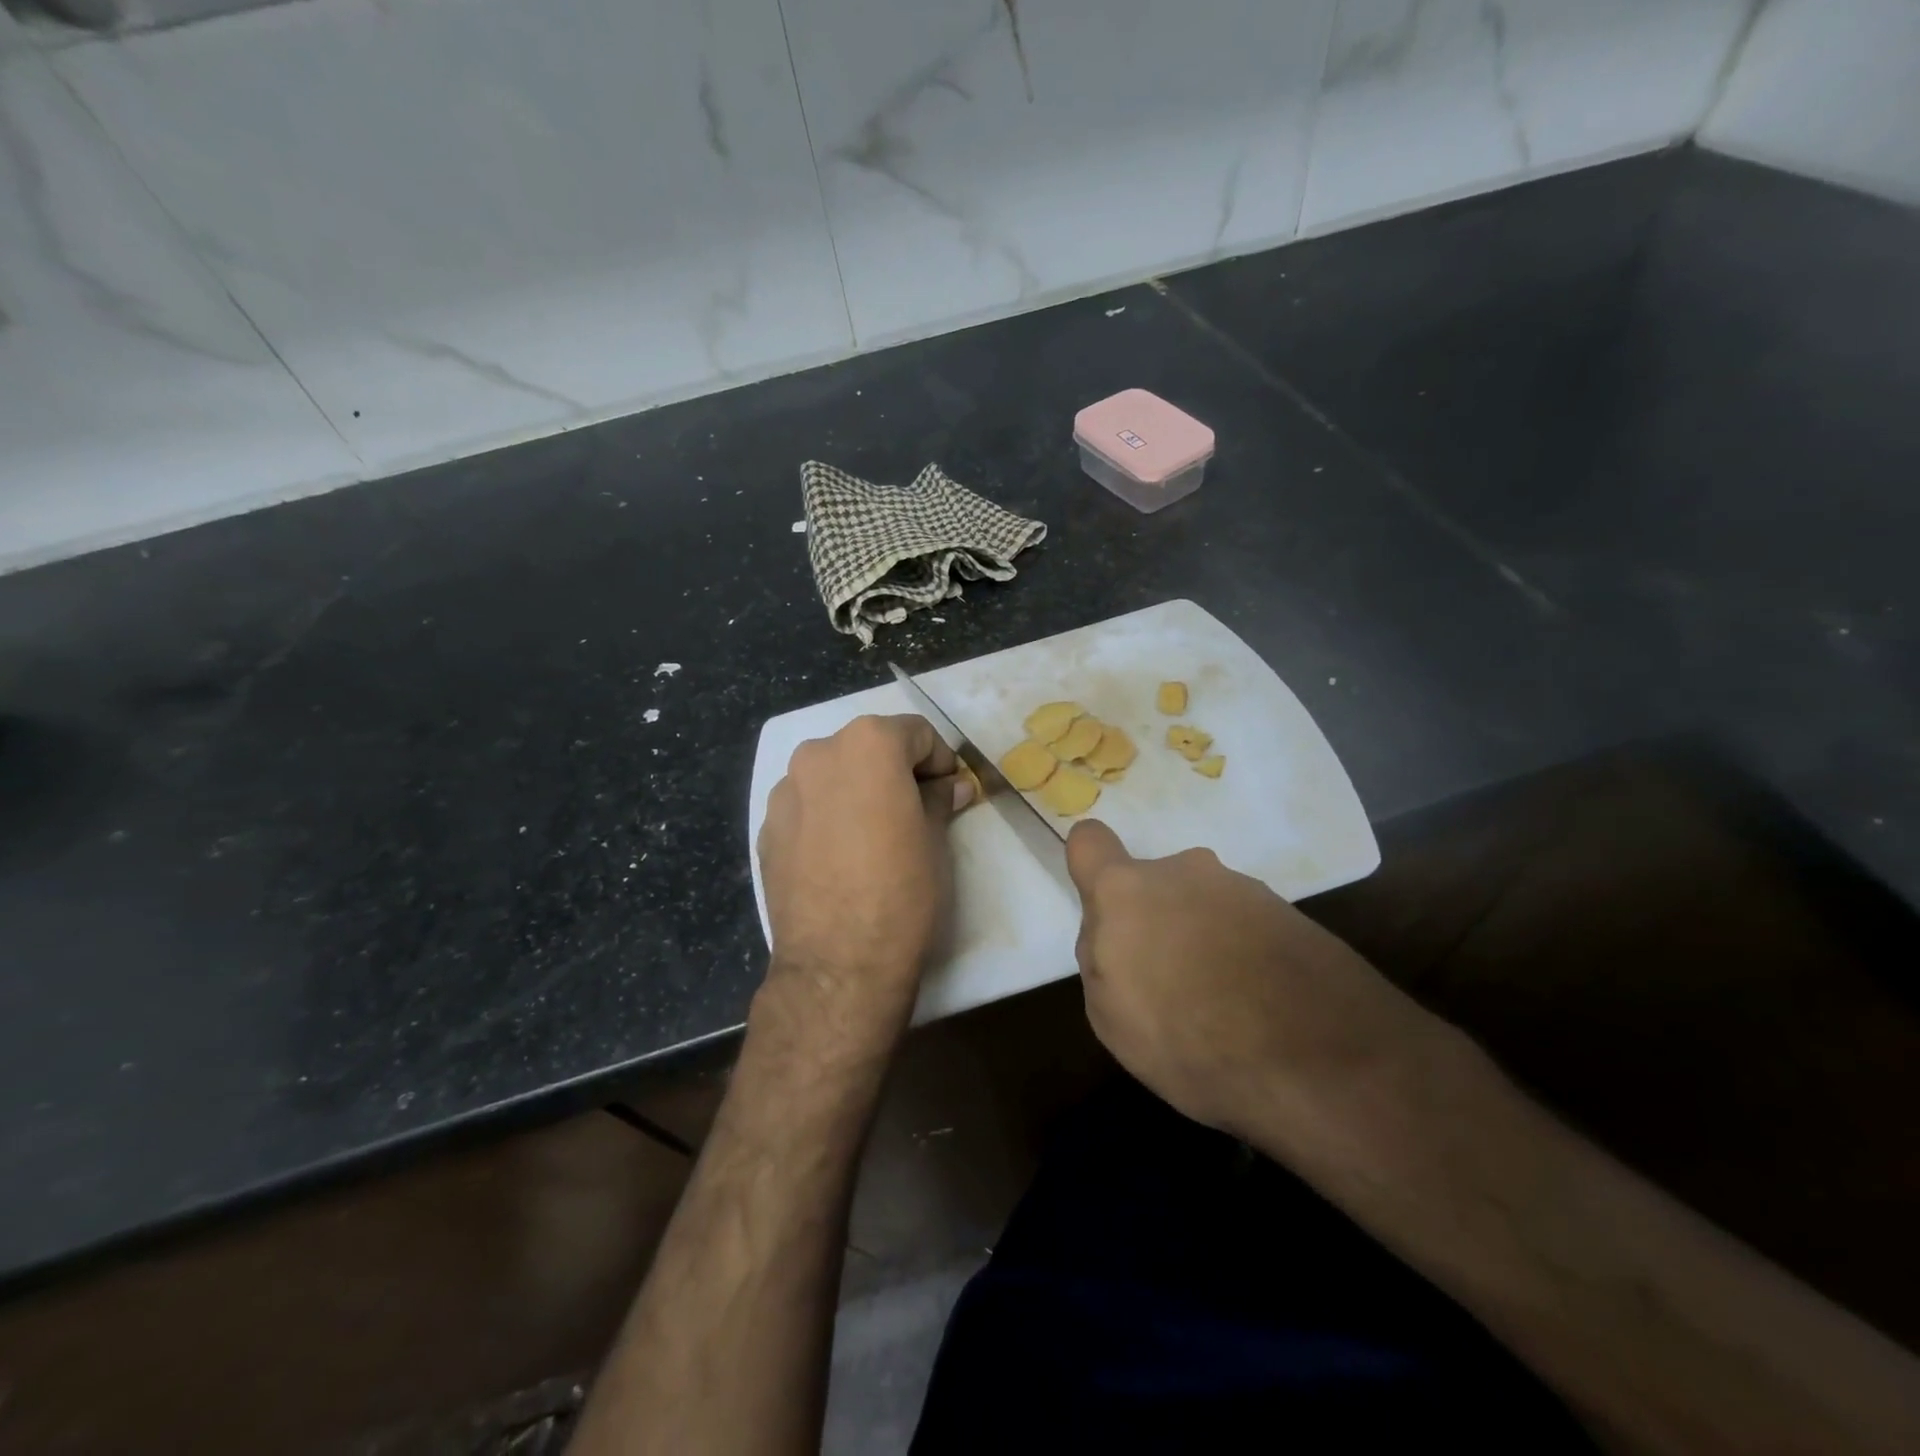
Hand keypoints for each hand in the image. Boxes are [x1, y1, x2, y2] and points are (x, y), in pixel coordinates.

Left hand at [756, 714, 973, 1060]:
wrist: (838, 962)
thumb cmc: (901, 890)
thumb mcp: (934, 840)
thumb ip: (939, 799)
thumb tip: (950, 786)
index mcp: (867, 745)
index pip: (915, 732)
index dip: (939, 759)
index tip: (949, 791)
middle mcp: (819, 754)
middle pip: (868, 747)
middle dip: (895, 771)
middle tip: (916, 810)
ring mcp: (785, 790)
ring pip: (833, 775)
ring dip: (857, 790)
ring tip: (873, 834)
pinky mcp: (766, 828)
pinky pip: (807, 806)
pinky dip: (827, 815)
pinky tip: (841, 855)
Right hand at [1066, 820, 1429, 1139]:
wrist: (1320, 1061)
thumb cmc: (1190, 1041)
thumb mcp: (1111, 1017)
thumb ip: (1101, 959)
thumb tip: (1116, 936)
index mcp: (1126, 892)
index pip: (1090, 842)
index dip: (1090, 865)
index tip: (1105, 910)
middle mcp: (1184, 872)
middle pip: (1152, 884)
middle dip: (1154, 922)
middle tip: (1171, 984)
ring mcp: (1242, 889)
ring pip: (1202, 905)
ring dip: (1202, 939)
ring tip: (1224, 1006)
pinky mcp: (1290, 913)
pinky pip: (1246, 925)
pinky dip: (1244, 954)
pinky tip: (1261, 1006)